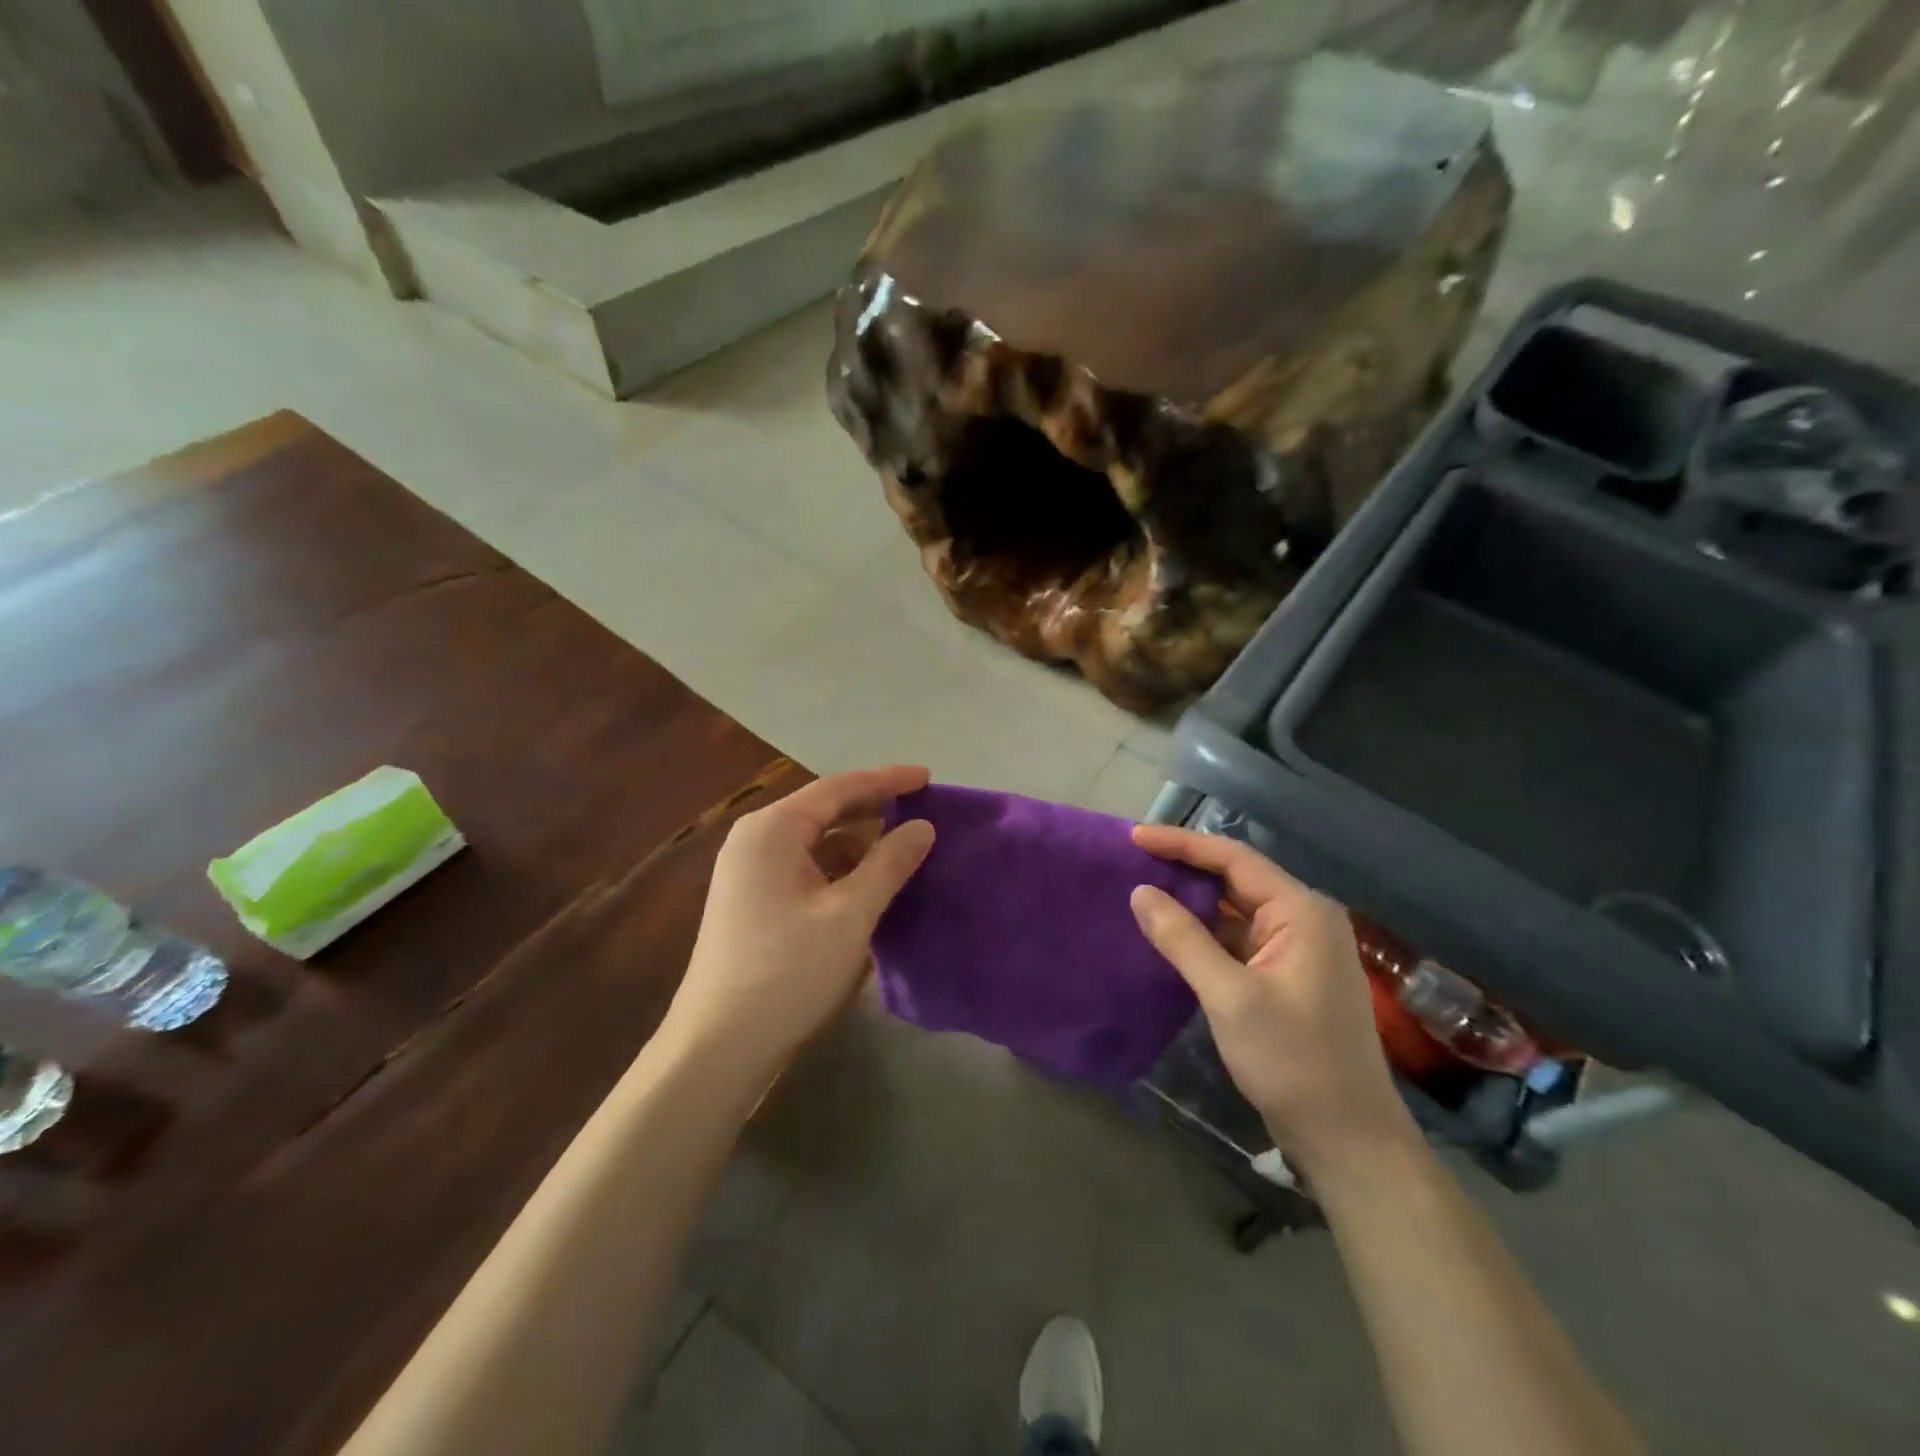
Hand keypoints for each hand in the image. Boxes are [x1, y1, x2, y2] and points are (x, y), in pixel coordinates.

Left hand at [666, 766, 935, 1085]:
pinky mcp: (754, 900)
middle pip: (825, 809)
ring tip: (903, 845)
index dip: (887, 780)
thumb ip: (890, 864)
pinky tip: (869, 881)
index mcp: (773, 829)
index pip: (839, 787)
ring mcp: (751, 871)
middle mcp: (757, 839)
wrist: (718, 1045)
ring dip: (858, 840)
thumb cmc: (787, 971)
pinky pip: (806, 866)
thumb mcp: (850, 914)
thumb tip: (924, 826)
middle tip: (922, 808)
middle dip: (873, 807)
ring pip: (816, 840)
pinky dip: (840, 867)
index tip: (929, 777)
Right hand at [1129, 825, 1415, 1173]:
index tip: (1134, 837)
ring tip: (1141, 888)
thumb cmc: (1293, 1061)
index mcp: (1301, 912)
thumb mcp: (1230, 996)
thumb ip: (1183, 939)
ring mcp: (1296, 950)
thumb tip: (1140, 892)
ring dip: (1192, 900)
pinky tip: (1169, 932)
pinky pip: (1237, 938)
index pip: (1234, 859)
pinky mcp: (1284, 976)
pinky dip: (1203, 932)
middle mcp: (1303, 920)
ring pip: (1234, 909)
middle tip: (1132, 859)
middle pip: (1235, 878)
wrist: (1347, 1139)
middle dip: (1184, 867)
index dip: (1182, 843)